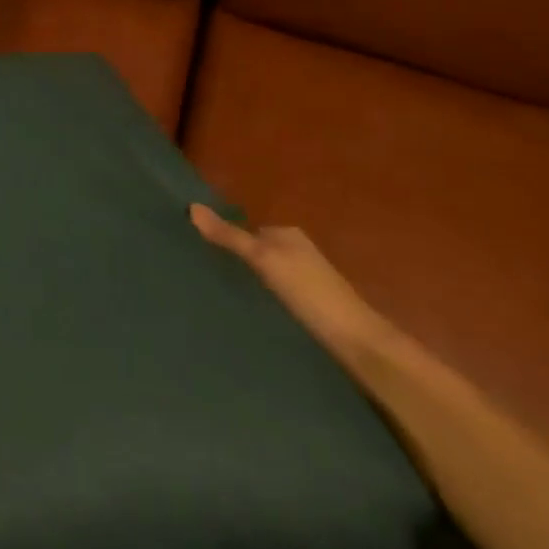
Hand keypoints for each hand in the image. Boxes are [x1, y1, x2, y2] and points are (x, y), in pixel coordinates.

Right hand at [190, 205, 393, 370]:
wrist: (356, 341)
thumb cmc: (309, 291)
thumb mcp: (264, 259)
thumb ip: (229, 236)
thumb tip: (192, 207)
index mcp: (288, 235)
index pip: (247, 230)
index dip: (223, 238)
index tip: (196, 251)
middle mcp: (298, 253)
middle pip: (256, 252)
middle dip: (234, 261)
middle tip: (202, 275)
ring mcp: (305, 281)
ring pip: (264, 275)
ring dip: (246, 282)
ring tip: (216, 294)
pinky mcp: (308, 307)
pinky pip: (273, 295)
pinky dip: (258, 299)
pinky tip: (244, 311)